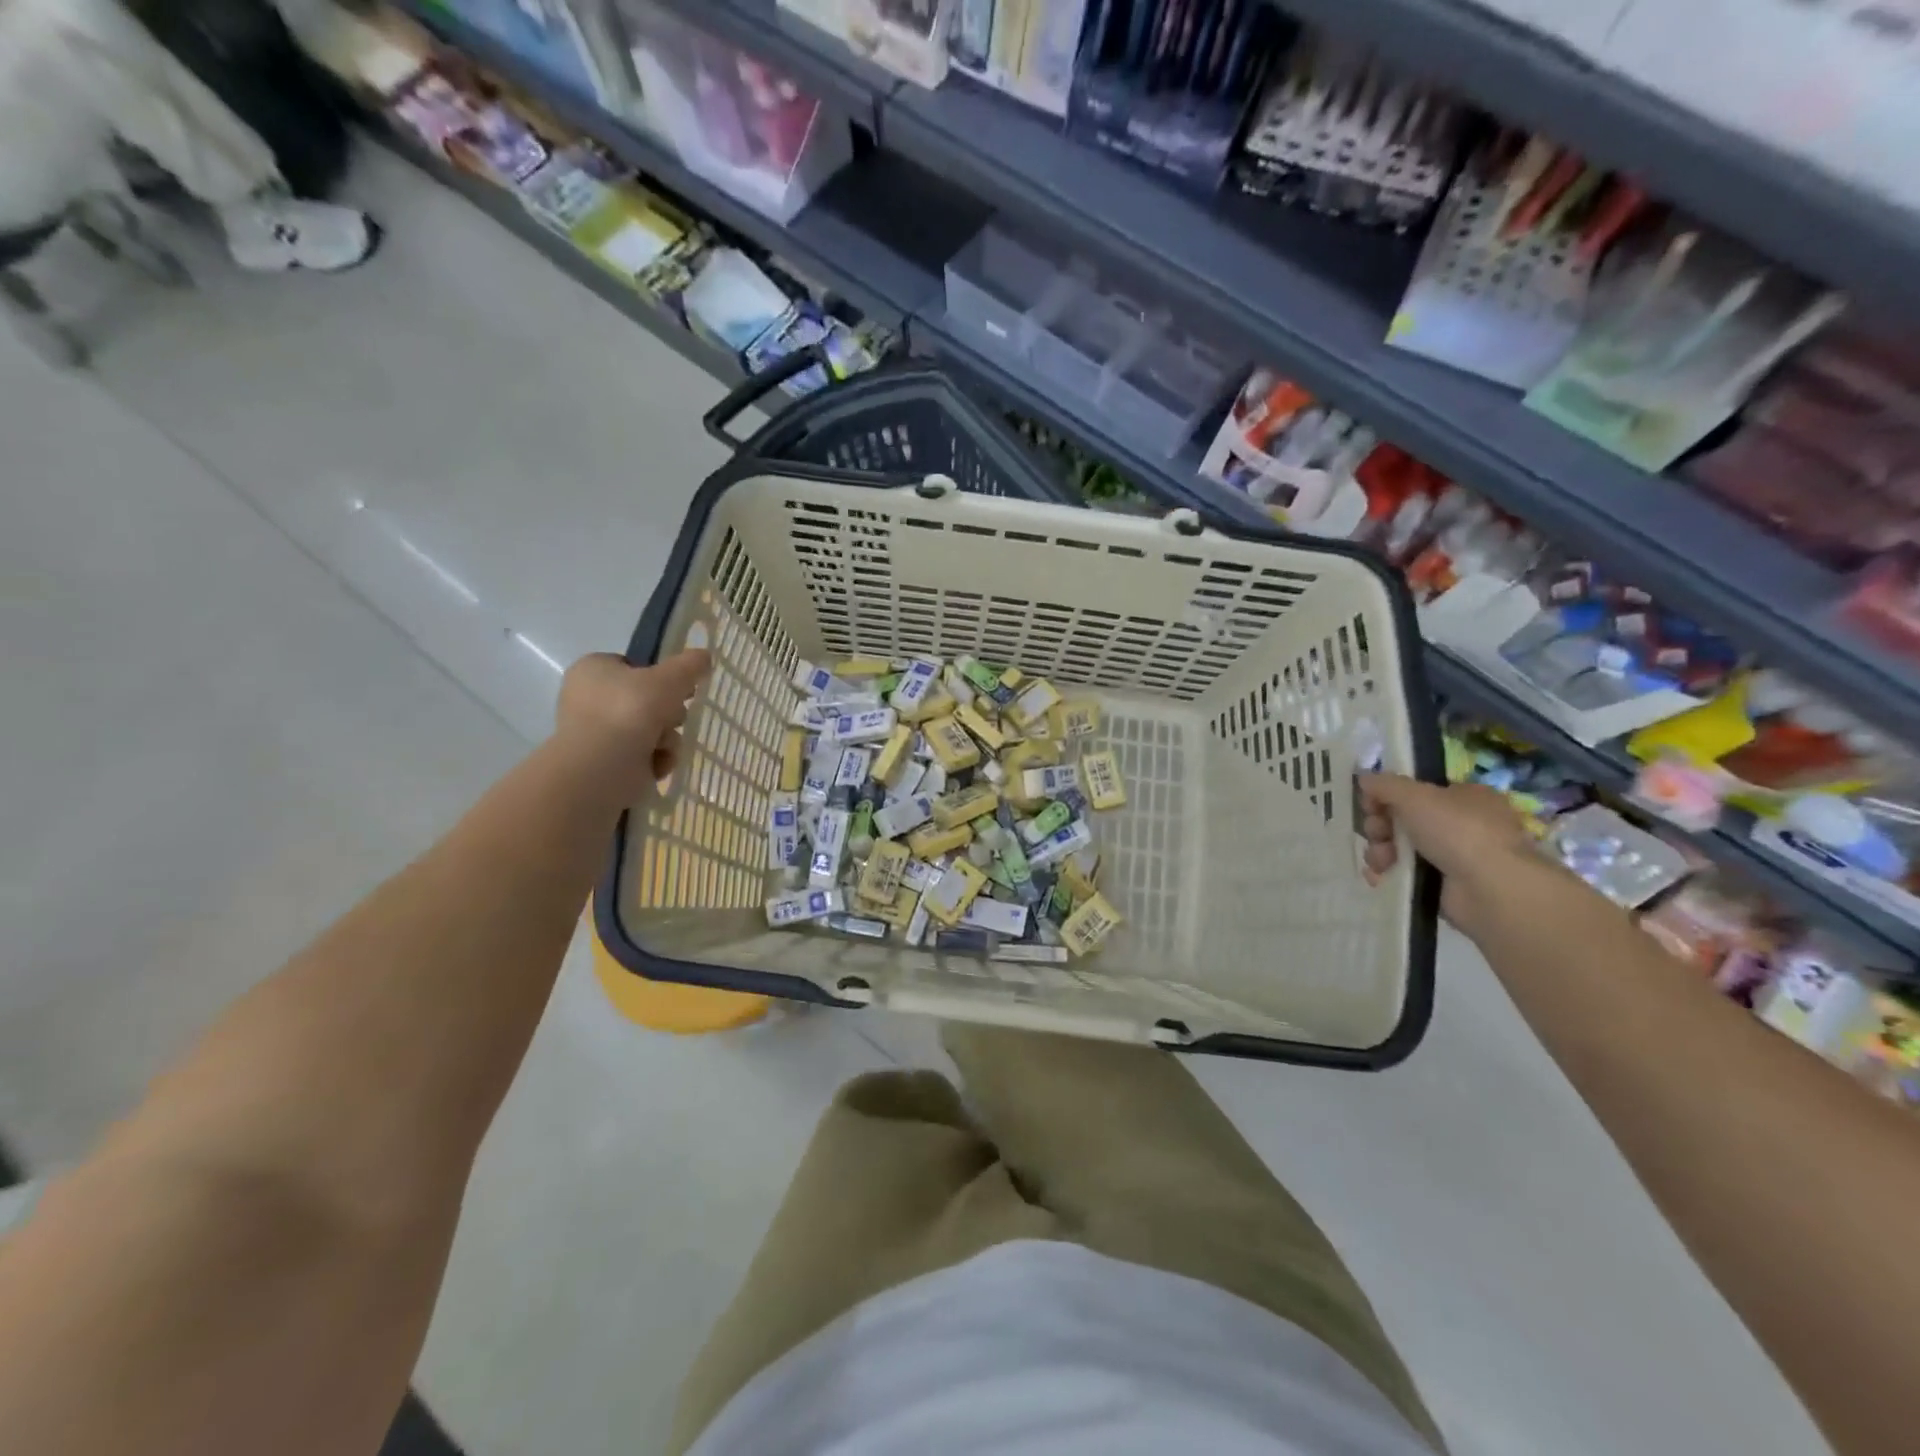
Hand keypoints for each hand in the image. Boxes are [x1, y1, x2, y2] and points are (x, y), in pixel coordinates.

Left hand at [556, 649, 711, 801]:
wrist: (601, 768)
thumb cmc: (630, 711)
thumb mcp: (669, 678)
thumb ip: (690, 665)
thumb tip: (704, 656)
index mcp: (593, 669)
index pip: (634, 666)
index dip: (659, 676)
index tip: (678, 687)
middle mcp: (590, 698)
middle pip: (648, 699)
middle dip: (668, 713)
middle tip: (671, 717)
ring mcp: (598, 732)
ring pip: (651, 729)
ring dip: (667, 738)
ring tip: (662, 746)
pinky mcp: (607, 762)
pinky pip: (644, 754)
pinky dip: (656, 759)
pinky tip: (656, 764)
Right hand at [1359, 773, 1537, 929]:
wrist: (1490, 889)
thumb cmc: (1457, 831)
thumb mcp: (1415, 795)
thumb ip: (1385, 784)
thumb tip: (1364, 778)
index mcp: (1464, 796)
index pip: (1416, 791)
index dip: (1387, 796)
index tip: (1370, 804)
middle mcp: (1461, 824)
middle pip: (1402, 819)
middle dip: (1380, 826)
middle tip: (1378, 833)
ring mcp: (1452, 856)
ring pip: (1399, 847)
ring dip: (1380, 851)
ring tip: (1381, 861)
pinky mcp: (1442, 885)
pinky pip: (1403, 873)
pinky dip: (1387, 873)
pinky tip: (1379, 876)